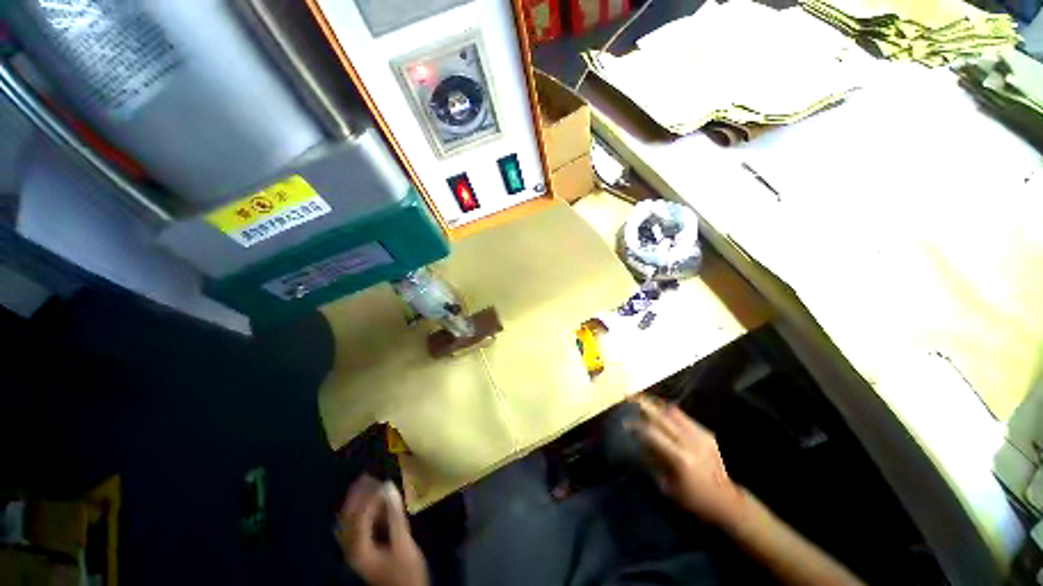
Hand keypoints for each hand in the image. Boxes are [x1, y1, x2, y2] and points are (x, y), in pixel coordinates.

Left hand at [335, 475, 428, 585]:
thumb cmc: (406, 570)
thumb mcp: (402, 542)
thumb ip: (394, 515)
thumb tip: (389, 487)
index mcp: (358, 548)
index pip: (358, 516)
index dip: (368, 497)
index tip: (380, 480)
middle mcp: (352, 549)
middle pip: (347, 518)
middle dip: (355, 496)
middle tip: (366, 475)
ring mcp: (357, 550)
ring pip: (351, 521)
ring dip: (358, 502)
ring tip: (369, 483)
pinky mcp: (365, 550)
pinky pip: (358, 526)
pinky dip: (364, 511)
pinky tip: (374, 502)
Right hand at [632, 396, 747, 527]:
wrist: (726, 501)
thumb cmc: (693, 499)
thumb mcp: (668, 487)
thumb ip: (654, 462)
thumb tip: (640, 441)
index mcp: (680, 458)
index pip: (652, 433)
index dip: (636, 426)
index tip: (625, 424)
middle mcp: (690, 442)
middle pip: (661, 416)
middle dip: (643, 405)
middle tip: (630, 397)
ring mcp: (700, 436)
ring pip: (673, 412)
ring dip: (657, 405)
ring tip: (644, 401)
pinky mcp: (707, 434)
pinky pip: (684, 417)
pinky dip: (670, 412)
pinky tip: (662, 412)